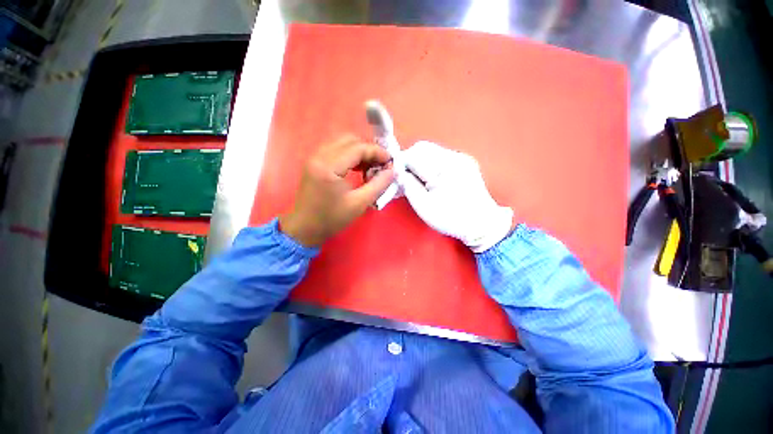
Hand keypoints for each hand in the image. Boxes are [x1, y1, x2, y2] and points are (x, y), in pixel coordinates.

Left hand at [280, 135, 394, 246]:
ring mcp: (315, 157)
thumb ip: (379, 185)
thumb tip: (392, 171)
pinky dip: (350, 155)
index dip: (377, 152)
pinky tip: (357, 169)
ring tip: (370, 168)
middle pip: (350, 140)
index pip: (358, 148)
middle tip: (380, 165)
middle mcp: (319, 156)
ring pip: (343, 143)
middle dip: (369, 150)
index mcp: (329, 166)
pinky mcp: (314, 162)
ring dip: (360, 152)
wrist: (305, 228)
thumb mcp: (360, 204)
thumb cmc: (332, 218)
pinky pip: (336, 150)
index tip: (391, 162)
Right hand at [398, 141, 514, 252]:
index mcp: (444, 168)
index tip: (395, 177)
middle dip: (409, 161)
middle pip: (422, 148)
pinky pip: (440, 156)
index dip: (400, 164)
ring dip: (419, 162)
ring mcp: (461, 157)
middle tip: (405, 179)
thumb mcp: (423, 206)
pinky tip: (430, 178)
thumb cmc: (451, 219)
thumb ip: (407, 186)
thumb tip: (396, 172)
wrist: (482, 224)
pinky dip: (430, 164)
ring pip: (430, 150)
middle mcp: (454, 157)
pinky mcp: (464, 161)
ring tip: (417, 180)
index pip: (413, 155)